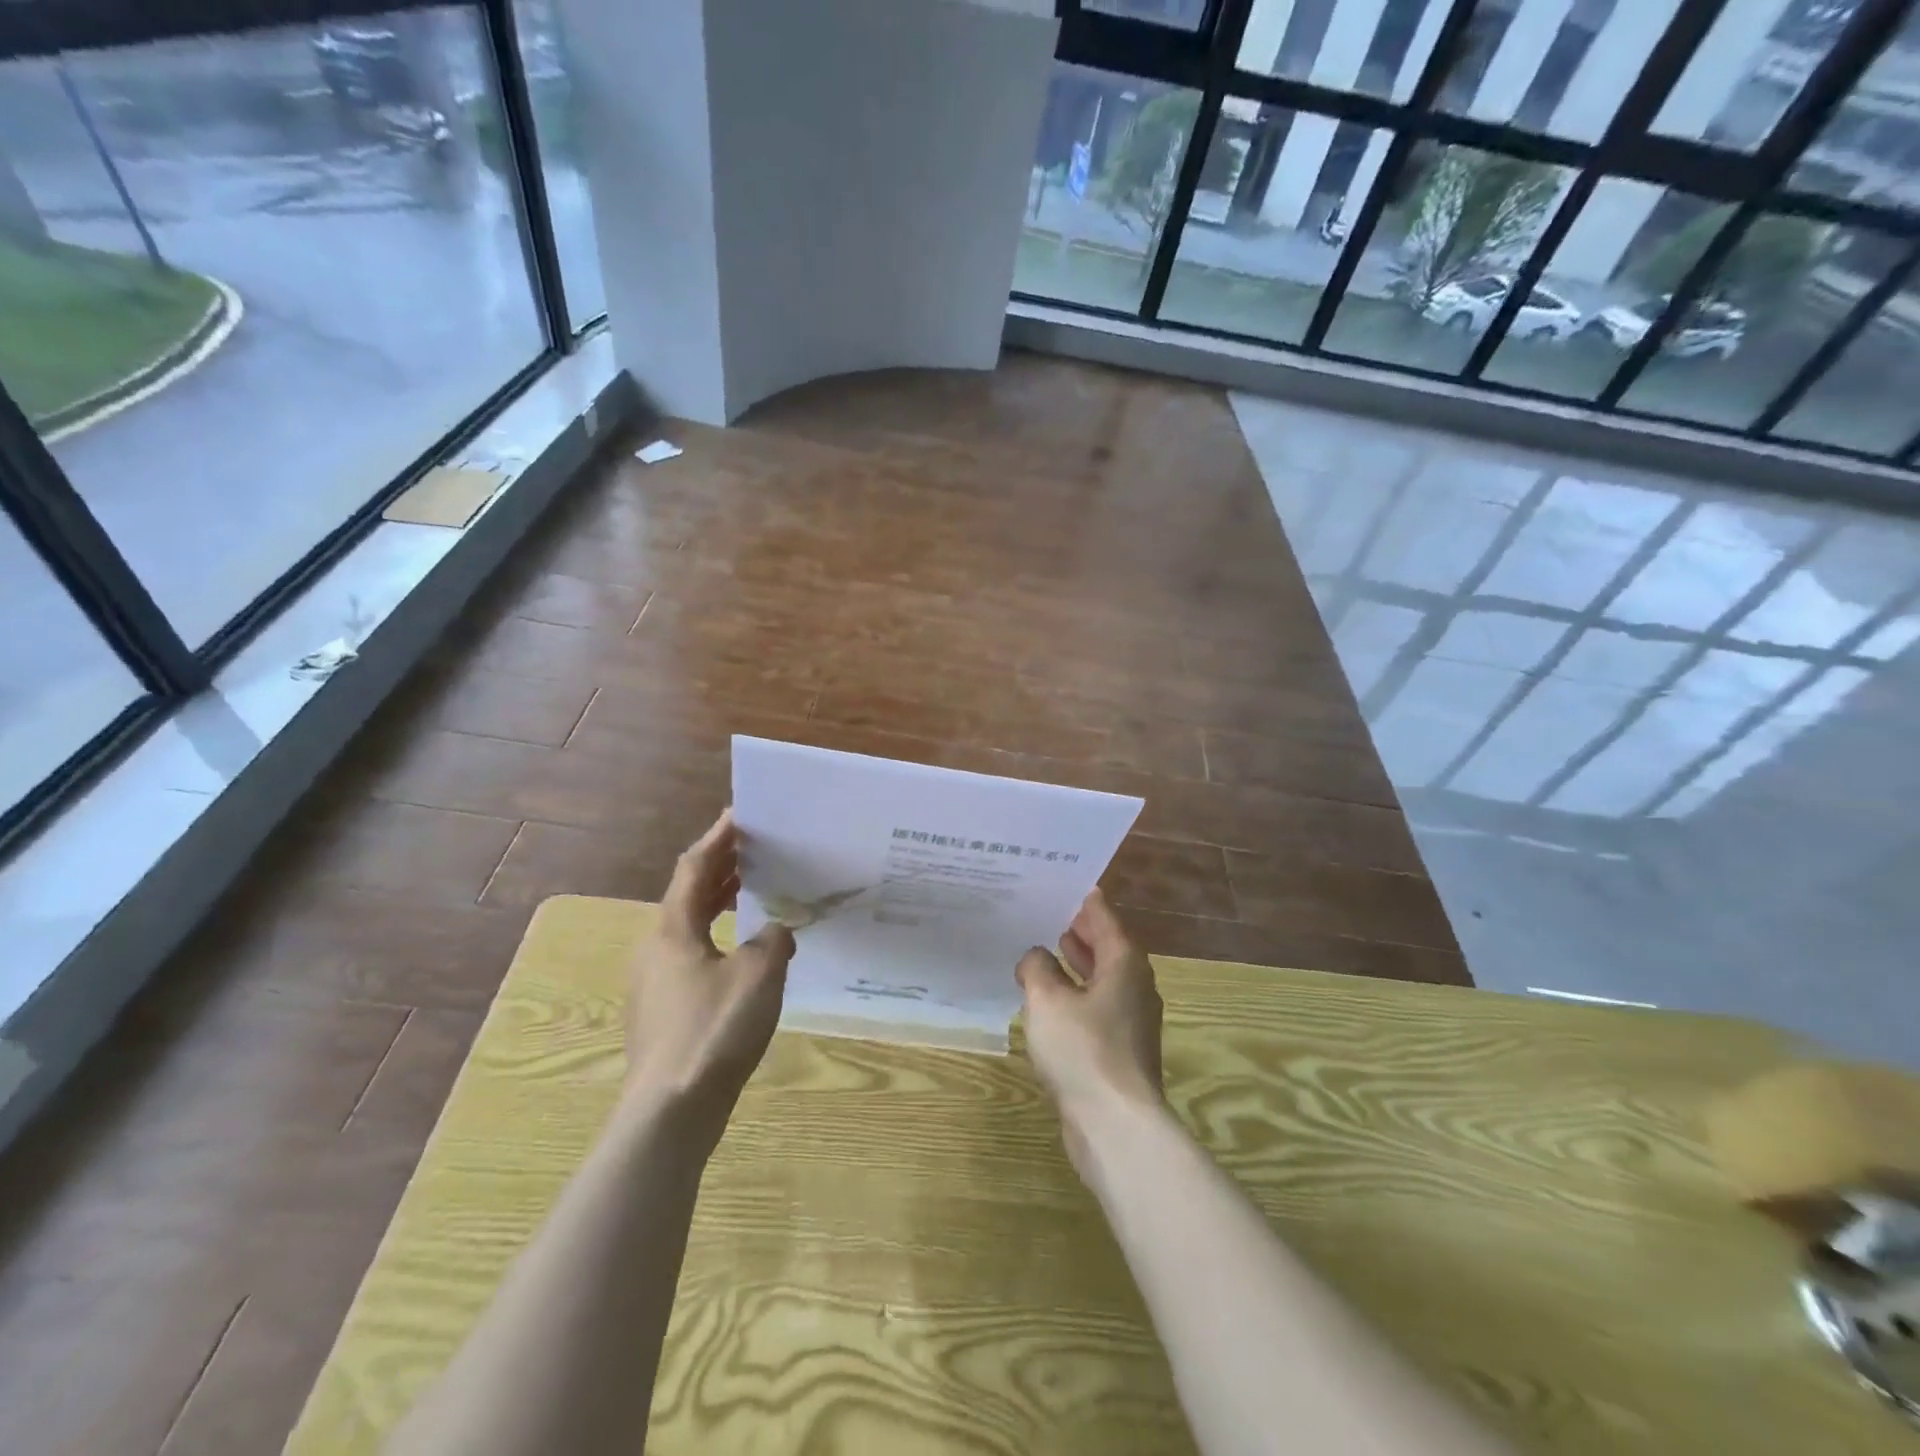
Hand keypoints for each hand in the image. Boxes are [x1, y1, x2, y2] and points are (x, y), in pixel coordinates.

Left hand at [624, 810, 795, 1137]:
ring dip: (717, 903)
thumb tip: (778, 931)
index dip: (717, 839)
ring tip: (750, 891)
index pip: (694, 868)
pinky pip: (691, 956)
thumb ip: (774, 941)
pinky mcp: (662, 1012)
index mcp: (673, 929)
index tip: (740, 815)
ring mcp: (655, 983)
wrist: (670, 1111)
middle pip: (687, 895)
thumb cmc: (714, 1030)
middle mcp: (656, 949)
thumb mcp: (759, 975)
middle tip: (752, 849)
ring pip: (688, 928)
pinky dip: (716, 938)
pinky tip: (742, 954)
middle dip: (719, 869)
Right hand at [1016, 889, 1163, 1172]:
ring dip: (1074, 964)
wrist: (1115, 1124)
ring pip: (1100, 978)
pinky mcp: (1119, 1048)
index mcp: (1124, 963)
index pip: (1103, 917)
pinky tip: (1047, 1001)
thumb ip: (1037, 968)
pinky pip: (1094, 1006)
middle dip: (1076, 930)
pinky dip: (1074, 994)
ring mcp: (1129, 1019)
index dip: (1081, 900)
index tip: (1059, 884)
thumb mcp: (1047, 999)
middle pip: (1105, 946)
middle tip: (1043, 912)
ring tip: (1042, 949)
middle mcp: (1133, 985)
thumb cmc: (1082, 1050)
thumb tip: (1035, 957)